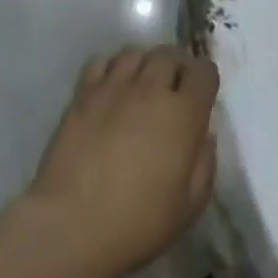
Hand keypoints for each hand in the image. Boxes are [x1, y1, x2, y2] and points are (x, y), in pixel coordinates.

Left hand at [22, 46, 219, 277]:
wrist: (72, 225)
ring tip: (142, 84)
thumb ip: (205, 161)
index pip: (204, 71)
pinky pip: (102, 62)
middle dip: (177, 66)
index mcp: (184, 113)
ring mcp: (114, 87)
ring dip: (145, 64)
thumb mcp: (190, 205)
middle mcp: (151, 88)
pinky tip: (112, 88)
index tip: (201, 95)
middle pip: (170, 54)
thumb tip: (203, 132)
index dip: (205, 79)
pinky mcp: (83, 94)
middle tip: (173, 89)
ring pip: (136, 52)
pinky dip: (112, 68)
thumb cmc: (138, 222)